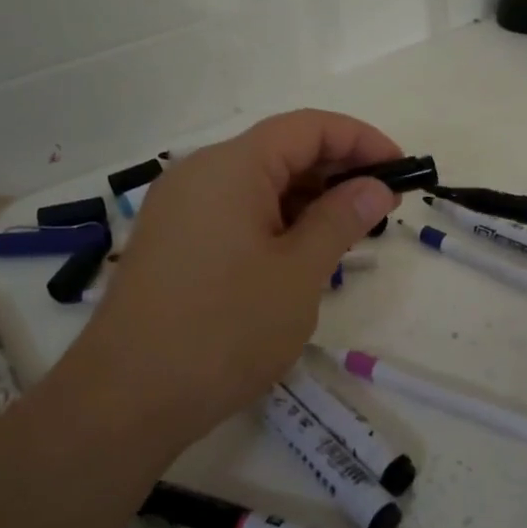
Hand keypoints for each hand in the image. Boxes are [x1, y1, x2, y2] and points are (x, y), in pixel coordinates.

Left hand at [60, 110, 401, 445]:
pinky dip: (273, 220)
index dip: (360, 140)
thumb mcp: (298, 274)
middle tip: (381, 207)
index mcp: (231, 166)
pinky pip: (232, 211)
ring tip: (346, 234)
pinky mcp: (171, 240)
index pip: (307, 128)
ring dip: (306, 199)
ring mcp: (178, 207)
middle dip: (336, 171)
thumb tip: (374, 186)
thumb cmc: (224, 330)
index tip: (400, 169)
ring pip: (256, 183)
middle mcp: (199, 173)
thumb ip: (340, 219)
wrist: (126, 400)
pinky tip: (298, 254)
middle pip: (280, 150)